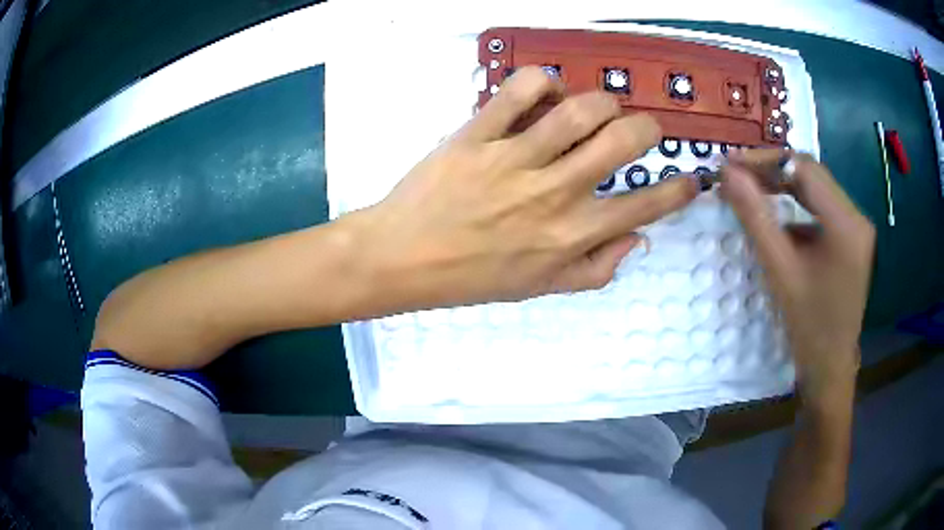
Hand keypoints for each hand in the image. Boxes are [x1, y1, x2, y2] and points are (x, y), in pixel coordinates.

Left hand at [349, 67, 697, 310]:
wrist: (403, 258)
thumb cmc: (473, 277)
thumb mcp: (541, 288)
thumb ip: (595, 268)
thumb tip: (637, 239)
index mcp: (571, 235)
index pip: (646, 206)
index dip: (678, 190)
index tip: (690, 178)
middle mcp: (553, 193)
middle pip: (624, 141)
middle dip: (648, 129)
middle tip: (641, 131)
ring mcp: (514, 159)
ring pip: (580, 109)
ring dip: (602, 102)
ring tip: (596, 111)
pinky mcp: (477, 134)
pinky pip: (518, 90)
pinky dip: (542, 82)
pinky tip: (544, 94)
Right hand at [720, 150, 874, 402]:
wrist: (830, 366)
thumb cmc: (808, 326)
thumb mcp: (780, 271)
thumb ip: (755, 217)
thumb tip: (727, 174)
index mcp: (846, 224)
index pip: (804, 168)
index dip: (765, 160)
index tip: (729, 163)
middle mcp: (857, 216)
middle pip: (811, 175)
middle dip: (772, 171)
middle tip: (736, 175)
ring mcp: (856, 226)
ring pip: (815, 188)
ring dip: (783, 186)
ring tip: (751, 191)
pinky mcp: (851, 237)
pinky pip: (821, 207)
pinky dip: (796, 205)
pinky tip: (778, 221)